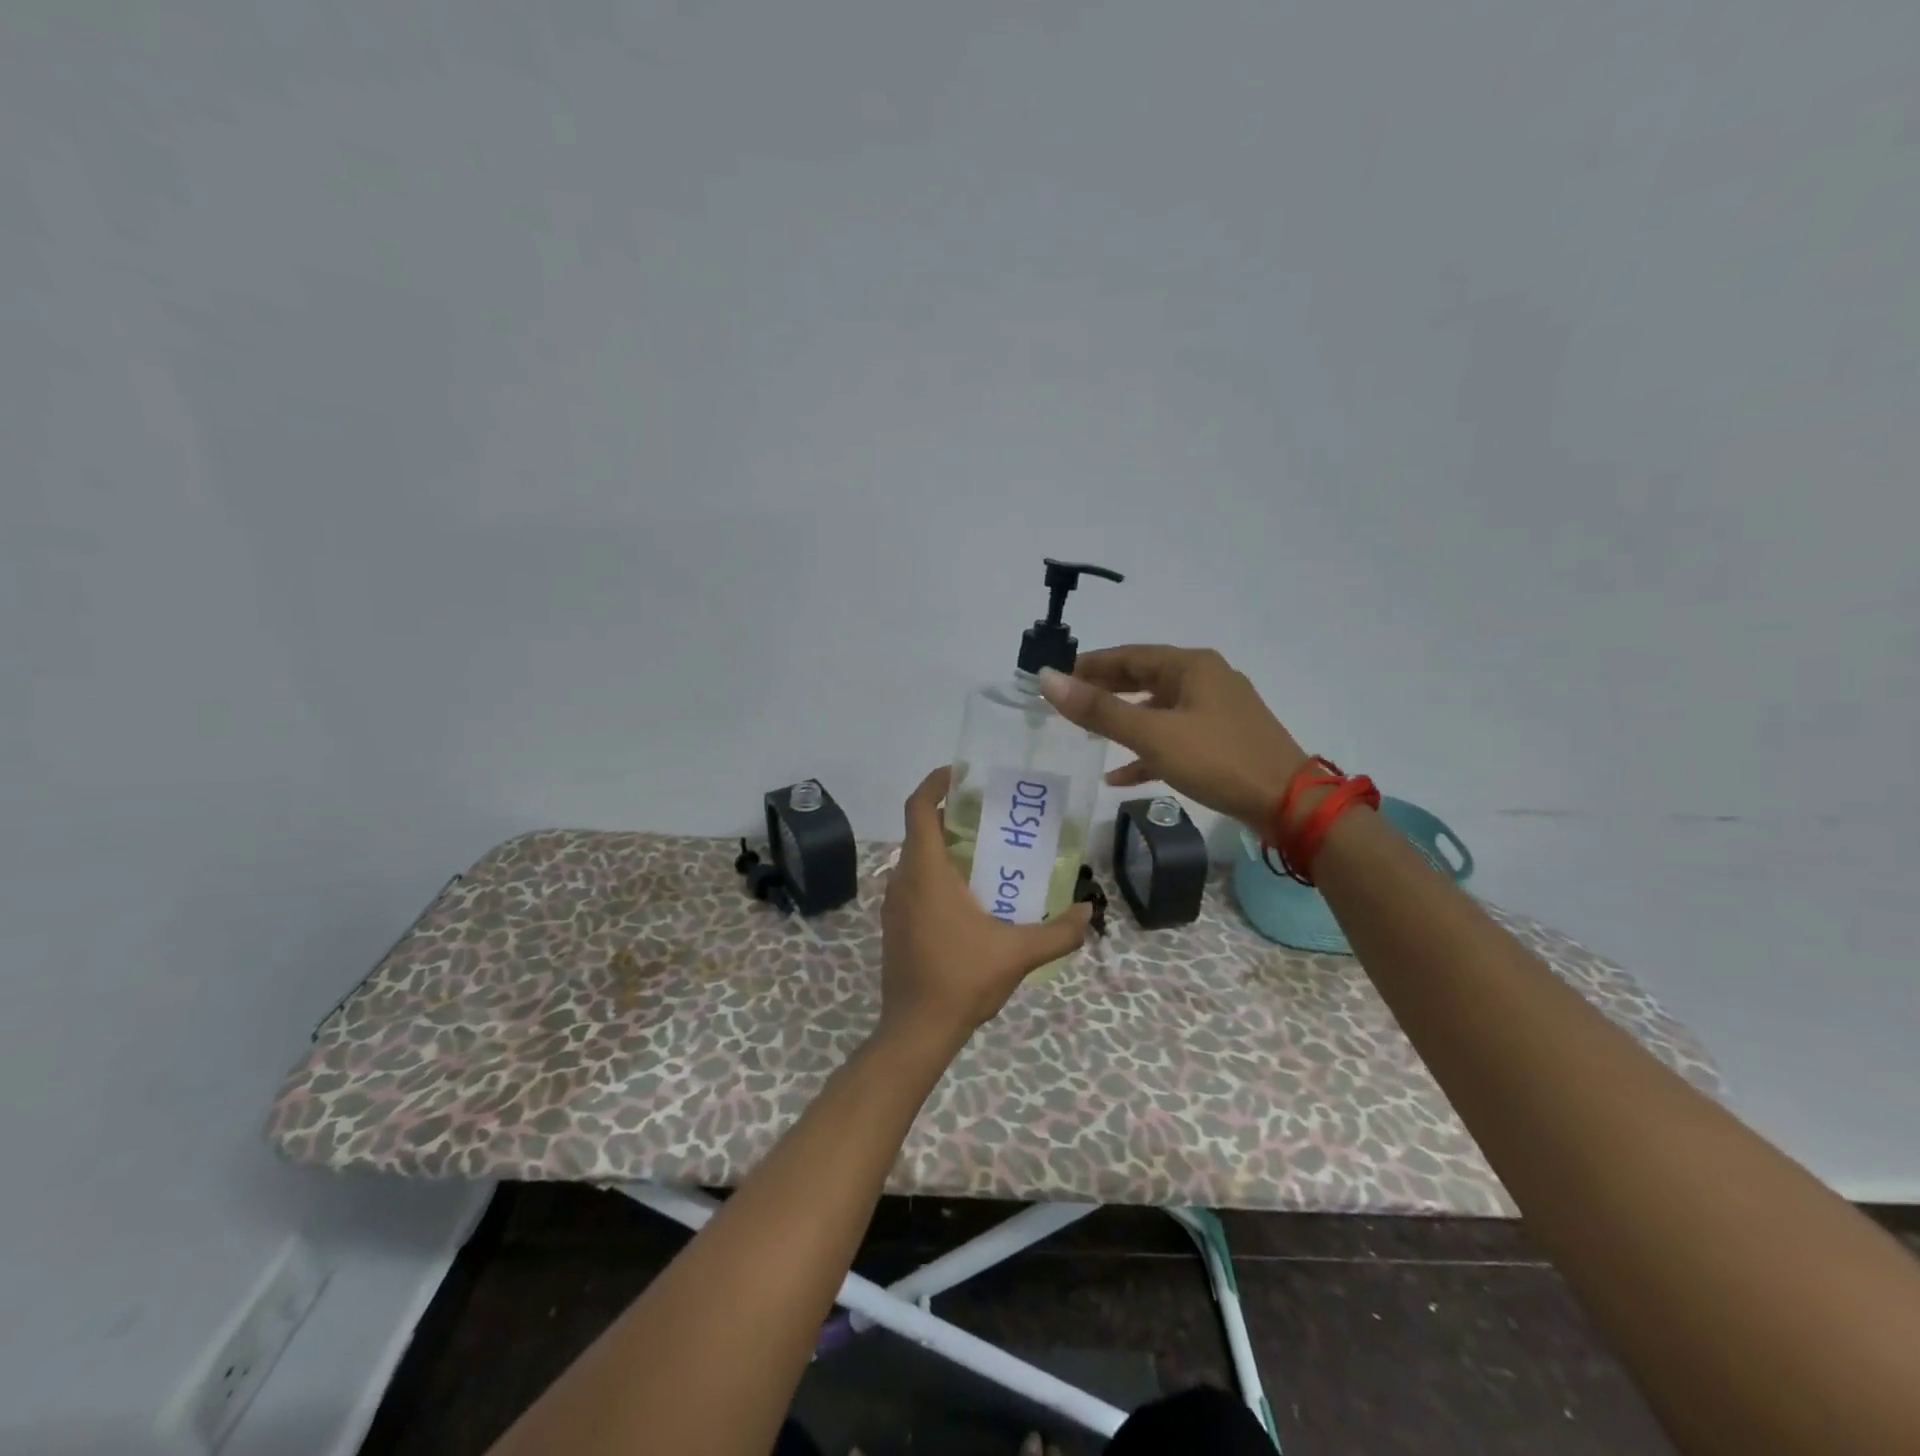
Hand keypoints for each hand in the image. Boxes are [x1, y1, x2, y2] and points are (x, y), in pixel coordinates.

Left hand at [878, 767, 1092, 1049]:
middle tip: (988, 815)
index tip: (960, 773)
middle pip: (920, 830)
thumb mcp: (1018, 953)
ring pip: (916, 859)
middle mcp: (902, 879)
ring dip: (943, 848)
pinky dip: (936, 874)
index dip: (935, 783)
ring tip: (984, 853)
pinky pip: (913, 883)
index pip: (918, 808)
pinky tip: (968, 897)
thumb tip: (1088, 912)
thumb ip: (1059, 932)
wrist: (916, 1030)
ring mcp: (893, 904)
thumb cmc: (962, 979)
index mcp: (926, 872)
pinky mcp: (894, 925)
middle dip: (950, 816)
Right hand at [1038, 646, 1307, 827]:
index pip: (1130, 656)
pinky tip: (1119, 776)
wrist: (1288, 804)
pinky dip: (1146, 751)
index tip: (1057, 676)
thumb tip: (1048, 680)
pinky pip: (1173, 738)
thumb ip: (1100, 710)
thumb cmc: (1217, 759)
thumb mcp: (1153, 734)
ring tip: (1087, 734)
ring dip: (1123, 721)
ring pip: (1157, 710)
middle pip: (1143, 679)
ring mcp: (1216, 712)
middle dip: (1104, 691)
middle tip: (1066, 703)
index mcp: (1192, 666)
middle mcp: (1205, 680)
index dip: (1091, 664)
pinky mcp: (1221, 742)